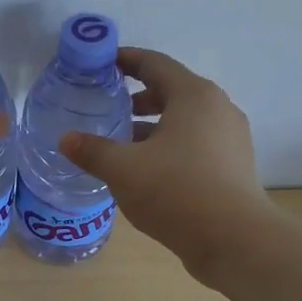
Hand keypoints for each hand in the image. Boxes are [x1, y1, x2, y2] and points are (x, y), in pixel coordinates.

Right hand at [59, 47, 275, 273]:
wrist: (234, 240)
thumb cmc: (176, 191)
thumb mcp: (123, 169)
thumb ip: (92, 151)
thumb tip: (66, 139)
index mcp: (193, 96)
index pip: (155, 64)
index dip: (126, 60)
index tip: (102, 64)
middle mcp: (218, 108)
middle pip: (172, 91)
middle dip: (139, 98)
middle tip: (109, 109)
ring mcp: (231, 138)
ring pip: (185, 121)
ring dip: (154, 126)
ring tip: (124, 143)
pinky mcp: (234, 167)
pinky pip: (196, 144)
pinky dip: (170, 147)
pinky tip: (149, 171)